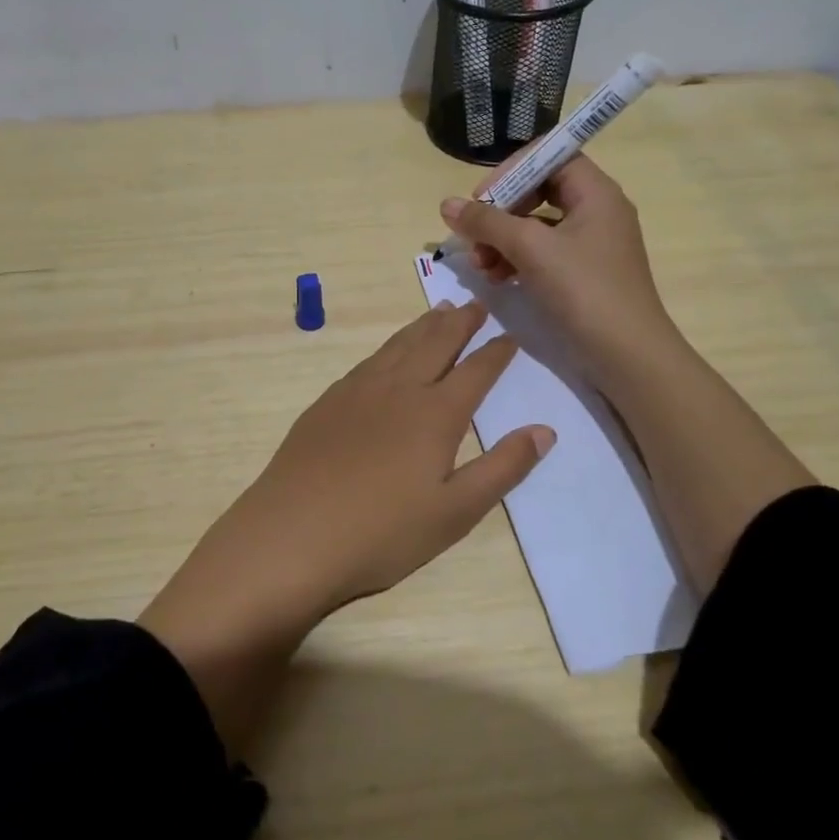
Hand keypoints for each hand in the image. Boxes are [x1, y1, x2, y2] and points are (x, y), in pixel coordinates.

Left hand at [140, 303, 553, 725]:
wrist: (293, 535)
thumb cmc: (382, 533)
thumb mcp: (455, 512)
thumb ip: (503, 468)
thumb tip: (545, 430)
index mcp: (435, 415)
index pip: (475, 372)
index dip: (496, 353)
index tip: (510, 335)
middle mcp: (398, 390)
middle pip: (435, 345)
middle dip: (459, 323)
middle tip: (475, 304)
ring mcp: (357, 392)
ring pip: (398, 347)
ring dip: (422, 327)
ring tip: (438, 311)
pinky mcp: (327, 403)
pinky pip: (367, 361)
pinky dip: (388, 347)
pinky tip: (387, 352)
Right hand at [439, 153, 669, 382]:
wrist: (628, 356)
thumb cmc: (584, 291)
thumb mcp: (531, 249)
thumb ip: (487, 222)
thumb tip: (447, 204)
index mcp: (595, 192)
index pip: (549, 156)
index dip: (511, 171)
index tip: (482, 199)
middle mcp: (596, 210)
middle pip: (538, 190)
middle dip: (500, 212)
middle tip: (474, 237)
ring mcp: (591, 243)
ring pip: (536, 224)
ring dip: (503, 239)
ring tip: (481, 266)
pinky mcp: (583, 272)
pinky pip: (543, 252)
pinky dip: (517, 259)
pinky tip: (498, 279)